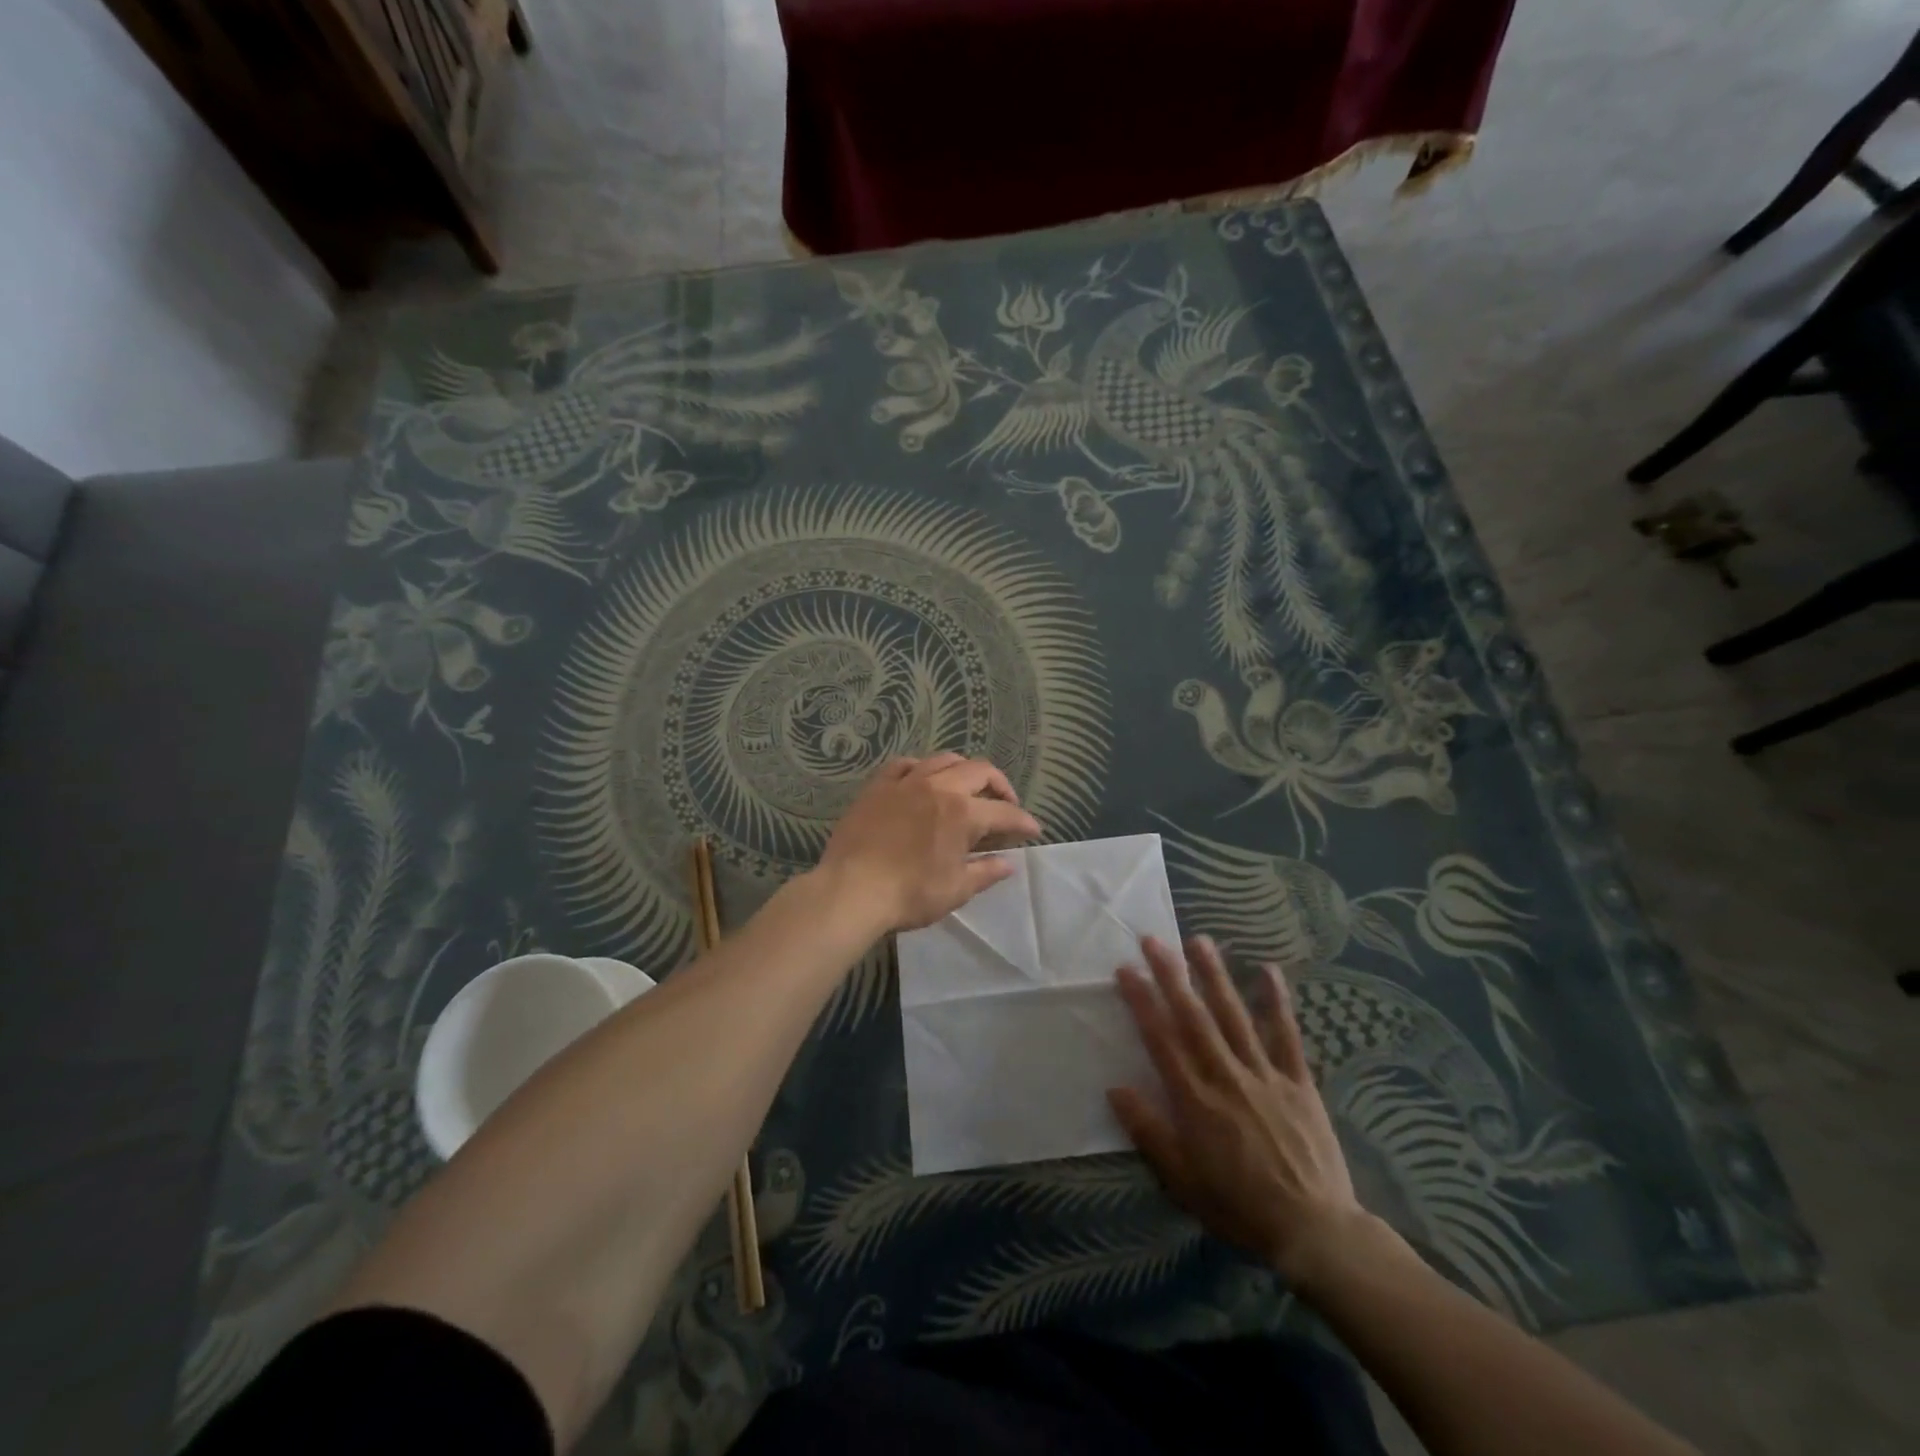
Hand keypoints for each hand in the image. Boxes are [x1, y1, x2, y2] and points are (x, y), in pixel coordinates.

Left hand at [816, 754, 1041, 931]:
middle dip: (1000, 786)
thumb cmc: (909, 895)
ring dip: (964, 771)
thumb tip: (1008, 863)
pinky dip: (922, 768)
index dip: (1023, 822)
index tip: (1033, 831)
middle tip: (1004, 806)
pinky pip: (905, 765)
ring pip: (944, 760)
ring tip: (967, 788)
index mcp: (963, 813)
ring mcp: (906, 782)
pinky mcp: (878, 786)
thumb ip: (986, 872)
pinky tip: (923, 780)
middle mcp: (939, 787)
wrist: (851, 890)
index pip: (1004, 813)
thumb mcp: (955, 889)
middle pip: (979, 771)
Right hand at [1109, 936, 1370, 1285]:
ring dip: (1215, 976)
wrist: (1314, 1231)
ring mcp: (1264, 1074)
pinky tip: (1268, 970)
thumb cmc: (1240, 1207)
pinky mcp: (1297, 1081)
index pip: (1161, 1039)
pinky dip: (1277, 1001)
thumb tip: (1115, 1088)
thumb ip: (1149, 1131)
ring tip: (1199, 941)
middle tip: (1154, 940)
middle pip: (1194, 1017)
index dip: (1142, 1002)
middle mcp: (1226, 1076)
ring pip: (1235, 1015)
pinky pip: (1286, 1035)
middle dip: (1171, 976)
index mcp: (1195, 1099)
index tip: (1125, 969)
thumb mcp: (1182, 1180)